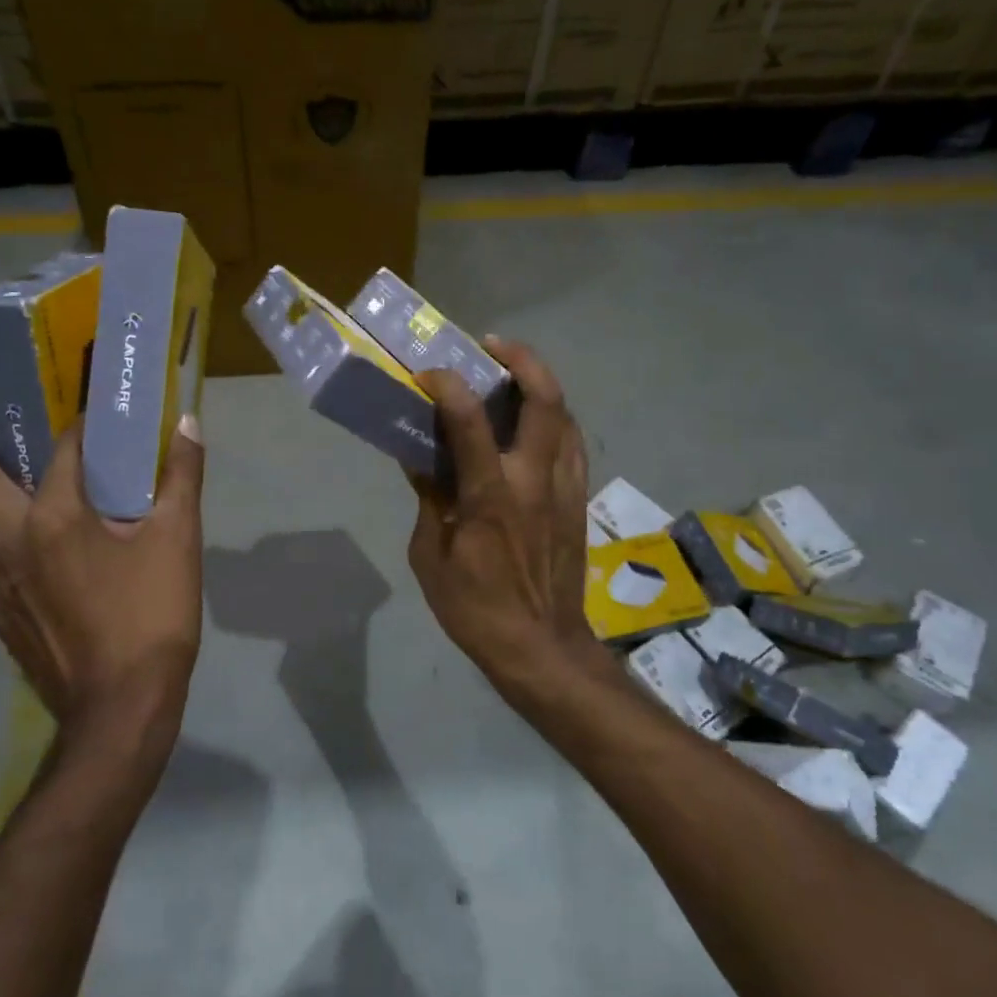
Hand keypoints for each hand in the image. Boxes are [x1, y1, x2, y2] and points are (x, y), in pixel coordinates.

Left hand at [0, 414, 205, 751]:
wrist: (121, 707)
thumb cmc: (151, 616)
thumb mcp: (178, 540)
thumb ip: (181, 477)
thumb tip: (186, 423)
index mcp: (53, 517)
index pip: (57, 448)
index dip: (75, 423)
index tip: (90, 411)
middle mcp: (8, 540)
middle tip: (8, 424)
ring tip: (14, 476)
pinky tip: (25, 542)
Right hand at [407, 340, 597, 690]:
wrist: (541, 648)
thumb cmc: (475, 609)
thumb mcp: (430, 557)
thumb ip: (429, 500)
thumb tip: (419, 459)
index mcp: (491, 496)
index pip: (471, 422)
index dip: (448, 387)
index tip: (428, 375)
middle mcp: (534, 480)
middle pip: (544, 400)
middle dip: (522, 360)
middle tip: (492, 347)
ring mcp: (564, 489)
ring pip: (566, 416)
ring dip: (541, 384)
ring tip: (512, 376)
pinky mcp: (578, 501)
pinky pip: (571, 445)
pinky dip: (553, 420)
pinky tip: (532, 424)